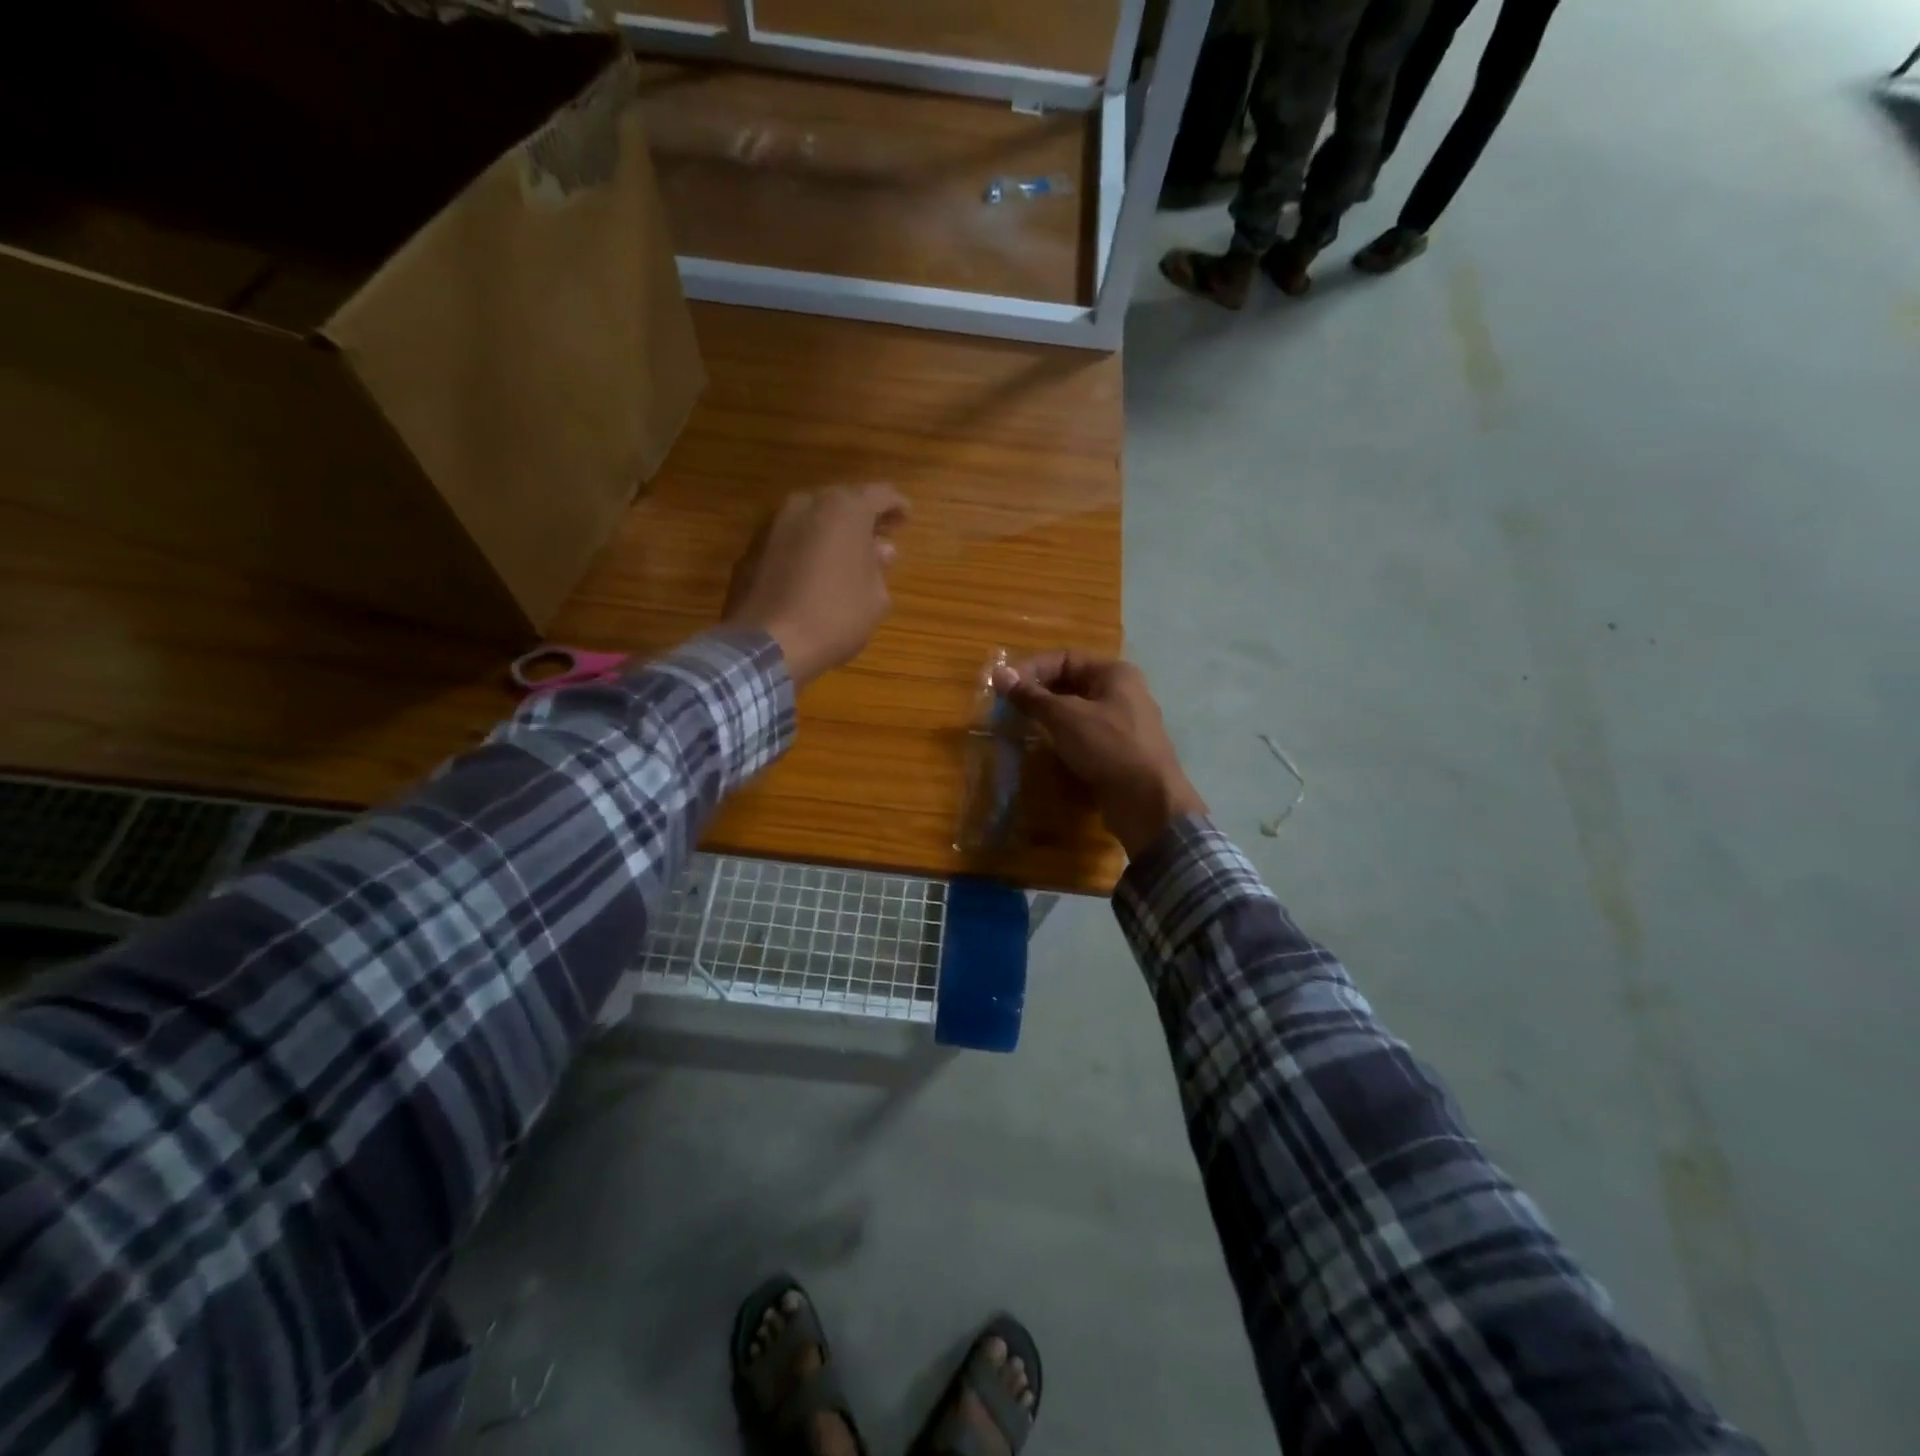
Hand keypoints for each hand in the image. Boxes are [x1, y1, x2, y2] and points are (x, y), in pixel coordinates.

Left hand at [724, 486, 908, 686]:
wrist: (768, 644)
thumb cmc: (836, 617)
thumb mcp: (875, 599)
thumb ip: (879, 567)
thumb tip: (880, 550)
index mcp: (844, 510)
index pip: (879, 494)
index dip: (896, 505)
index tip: (906, 518)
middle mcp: (806, 505)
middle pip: (841, 501)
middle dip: (861, 517)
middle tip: (877, 537)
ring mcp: (773, 525)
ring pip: (811, 518)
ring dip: (830, 532)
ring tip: (844, 556)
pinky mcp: (752, 549)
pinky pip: (789, 539)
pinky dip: (805, 548)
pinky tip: (813, 572)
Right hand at [993, 651, 1205, 856]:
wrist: (1148, 803)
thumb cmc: (1108, 747)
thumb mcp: (1065, 717)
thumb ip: (1032, 696)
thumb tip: (1000, 674)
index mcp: (1115, 674)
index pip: (1065, 658)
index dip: (1032, 668)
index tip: (1003, 686)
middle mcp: (1122, 694)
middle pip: (1072, 684)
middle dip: (1038, 694)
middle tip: (1008, 708)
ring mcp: (1123, 726)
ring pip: (1077, 713)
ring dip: (1049, 719)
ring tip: (1021, 729)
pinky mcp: (1119, 754)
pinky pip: (1085, 738)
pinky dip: (1063, 740)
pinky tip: (1045, 752)